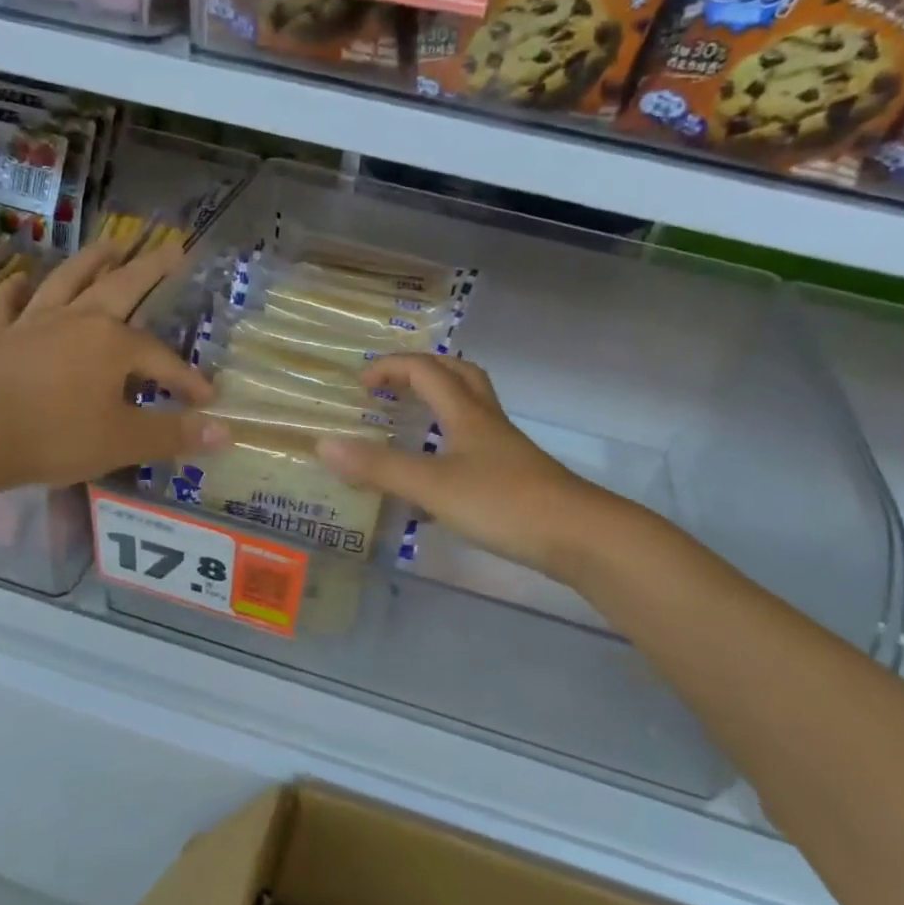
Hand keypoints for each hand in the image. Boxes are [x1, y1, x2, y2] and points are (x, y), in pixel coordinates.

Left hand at [0, 237, 221, 494]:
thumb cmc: (55, 436)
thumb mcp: (124, 441)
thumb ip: (174, 434)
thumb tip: (226, 431)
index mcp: (112, 344)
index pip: (162, 360)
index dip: (187, 380)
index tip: (206, 399)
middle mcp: (77, 321)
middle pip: (120, 287)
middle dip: (150, 268)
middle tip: (173, 247)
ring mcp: (32, 324)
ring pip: (67, 282)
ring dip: (90, 261)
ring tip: (110, 244)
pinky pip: (8, 305)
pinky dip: (16, 290)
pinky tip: (21, 279)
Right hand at [315, 354, 626, 584]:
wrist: (579, 536)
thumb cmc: (504, 503)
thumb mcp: (433, 485)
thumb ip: (379, 467)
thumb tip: (323, 444)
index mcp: (466, 414)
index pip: (426, 371)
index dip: (391, 368)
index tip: (361, 383)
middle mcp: (487, 423)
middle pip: (459, 375)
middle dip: (423, 370)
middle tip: (391, 386)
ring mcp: (505, 451)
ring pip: (471, 410)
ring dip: (440, 404)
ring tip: (411, 422)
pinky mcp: (515, 479)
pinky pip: (476, 446)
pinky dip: (450, 446)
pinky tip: (436, 477)